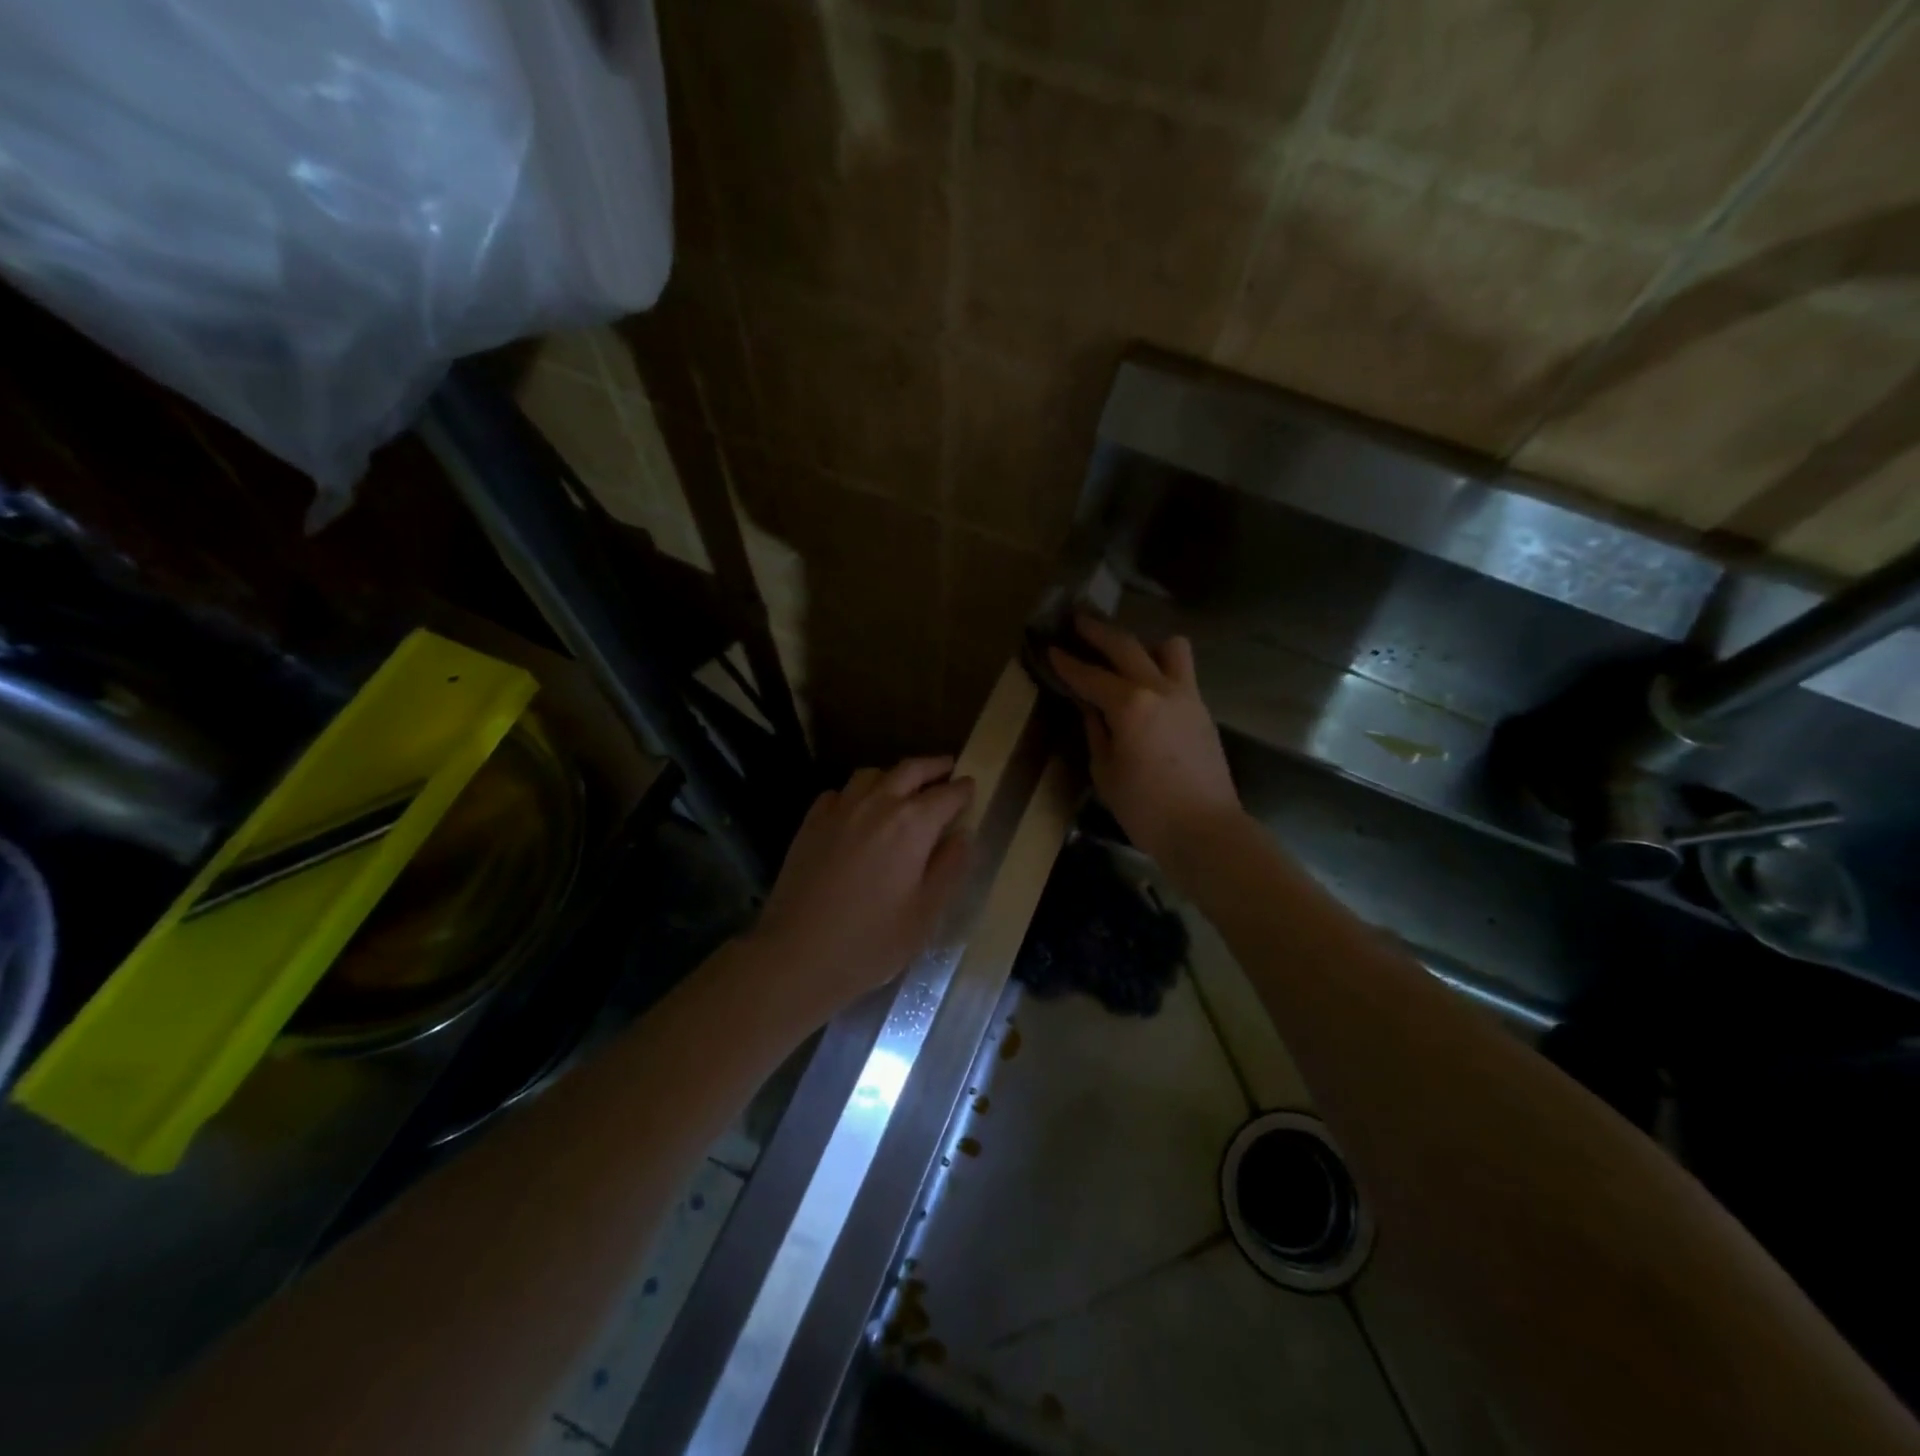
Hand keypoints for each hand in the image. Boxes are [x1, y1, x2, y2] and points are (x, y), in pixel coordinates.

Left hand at [750, 756, 973, 1006]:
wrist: (798, 954)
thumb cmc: (872, 941)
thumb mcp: (926, 913)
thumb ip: (949, 868)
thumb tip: (963, 836)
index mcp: (913, 824)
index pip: (947, 794)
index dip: (963, 790)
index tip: (972, 787)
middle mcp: (877, 804)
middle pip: (910, 770)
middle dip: (933, 766)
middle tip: (947, 768)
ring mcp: (839, 809)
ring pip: (872, 774)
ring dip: (894, 775)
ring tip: (903, 787)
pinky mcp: (811, 822)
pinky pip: (839, 792)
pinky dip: (857, 792)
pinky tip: (858, 809)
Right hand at [1049, 613, 1241, 867]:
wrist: (1206, 830)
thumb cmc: (1145, 808)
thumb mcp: (1105, 771)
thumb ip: (1096, 731)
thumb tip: (1090, 707)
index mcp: (1130, 704)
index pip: (1090, 675)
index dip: (1067, 662)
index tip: (1050, 648)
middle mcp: (1159, 688)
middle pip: (1127, 646)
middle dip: (1098, 632)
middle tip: (1078, 620)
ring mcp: (1187, 695)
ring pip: (1168, 648)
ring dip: (1143, 644)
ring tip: (1125, 655)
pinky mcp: (1202, 709)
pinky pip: (1182, 672)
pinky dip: (1161, 666)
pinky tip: (1146, 685)